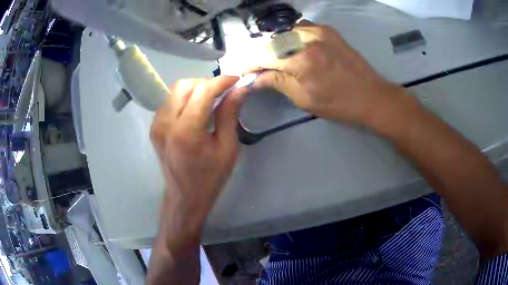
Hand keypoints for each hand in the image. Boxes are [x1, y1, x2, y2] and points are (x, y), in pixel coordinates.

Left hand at [150, 76, 244, 247]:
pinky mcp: (154, 127)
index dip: (222, 81)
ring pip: (175, 90)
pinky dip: (184, 98)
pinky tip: (196, 109)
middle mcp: (166, 123)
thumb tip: (240, 89)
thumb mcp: (227, 147)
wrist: (185, 197)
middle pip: (185, 85)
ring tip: (211, 100)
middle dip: (207, 83)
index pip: (203, 91)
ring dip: (195, 89)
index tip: (236, 80)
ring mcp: (157, 124)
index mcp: (186, 130)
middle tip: (223, 92)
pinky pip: (169, 101)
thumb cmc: (210, 178)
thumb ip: (230, 114)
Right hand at [247, 20, 405, 124]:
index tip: (240, 71)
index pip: (263, 56)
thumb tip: (253, 78)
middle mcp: (308, 39)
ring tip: (276, 60)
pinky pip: (300, 27)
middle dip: (260, 55)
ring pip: (285, 33)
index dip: (248, 63)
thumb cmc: (339, 104)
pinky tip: (295, 48)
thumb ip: (276, 82)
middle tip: (256, 68)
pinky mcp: (328, 30)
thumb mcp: (304, 99)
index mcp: (302, 61)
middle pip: (272, 42)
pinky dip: (291, 36)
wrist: (372, 95)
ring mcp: (319, 31)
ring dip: (276, 45)